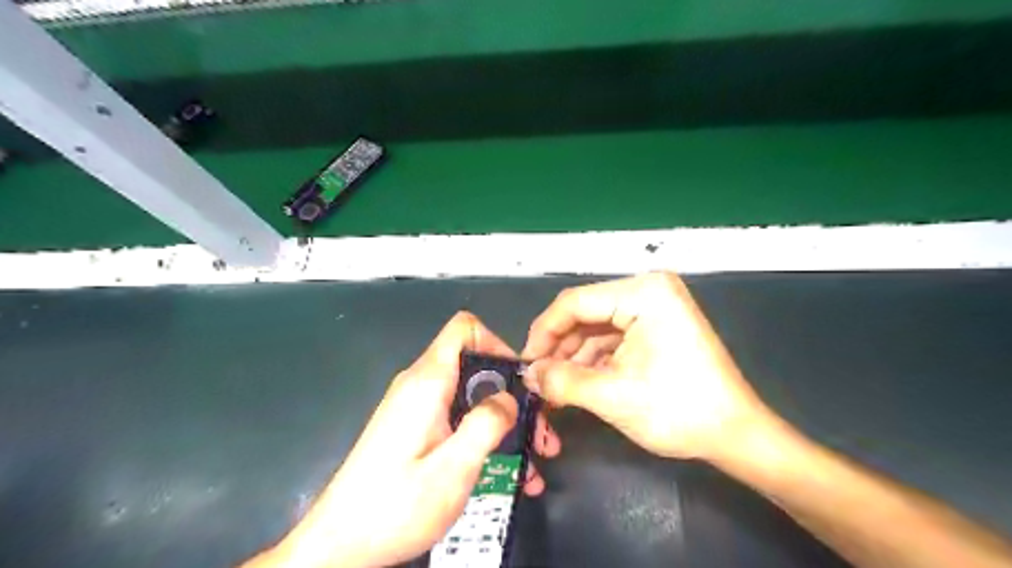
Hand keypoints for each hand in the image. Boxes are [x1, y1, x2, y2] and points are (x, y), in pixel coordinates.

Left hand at [254, 312, 560, 567]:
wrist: (338, 545)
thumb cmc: (395, 507)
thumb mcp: (452, 469)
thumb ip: (485, 425)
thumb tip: (508, 396)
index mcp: (427, 383)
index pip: (465, 329)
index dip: (498, 344)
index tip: (520, 382)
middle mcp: (421, 385)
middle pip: (475, 366)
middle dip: (512, 396)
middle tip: (539, 434)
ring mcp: (417, 407)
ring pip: (471, 396)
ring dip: (504, 422)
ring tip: (532, 459)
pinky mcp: (414, 428)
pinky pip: (457, 418)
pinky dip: (483, 436)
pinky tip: (505, 471)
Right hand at [522, 273, 776, 463]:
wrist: (736, 435)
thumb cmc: (680, 411)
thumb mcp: (613, 396)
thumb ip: (562, 381)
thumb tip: (528, 375)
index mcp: (644, 293)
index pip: (575, 303)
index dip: (543, 332)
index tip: (525, 363)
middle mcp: (648, 291)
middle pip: (585, 315)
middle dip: (558, 349)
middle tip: (537, 380)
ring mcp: (654, 309)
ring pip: (595, 329)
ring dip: (573, 358)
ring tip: (553, 389)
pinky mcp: (655, 328)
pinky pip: (612, 339)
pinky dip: (592, 361)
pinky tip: (576, 384)